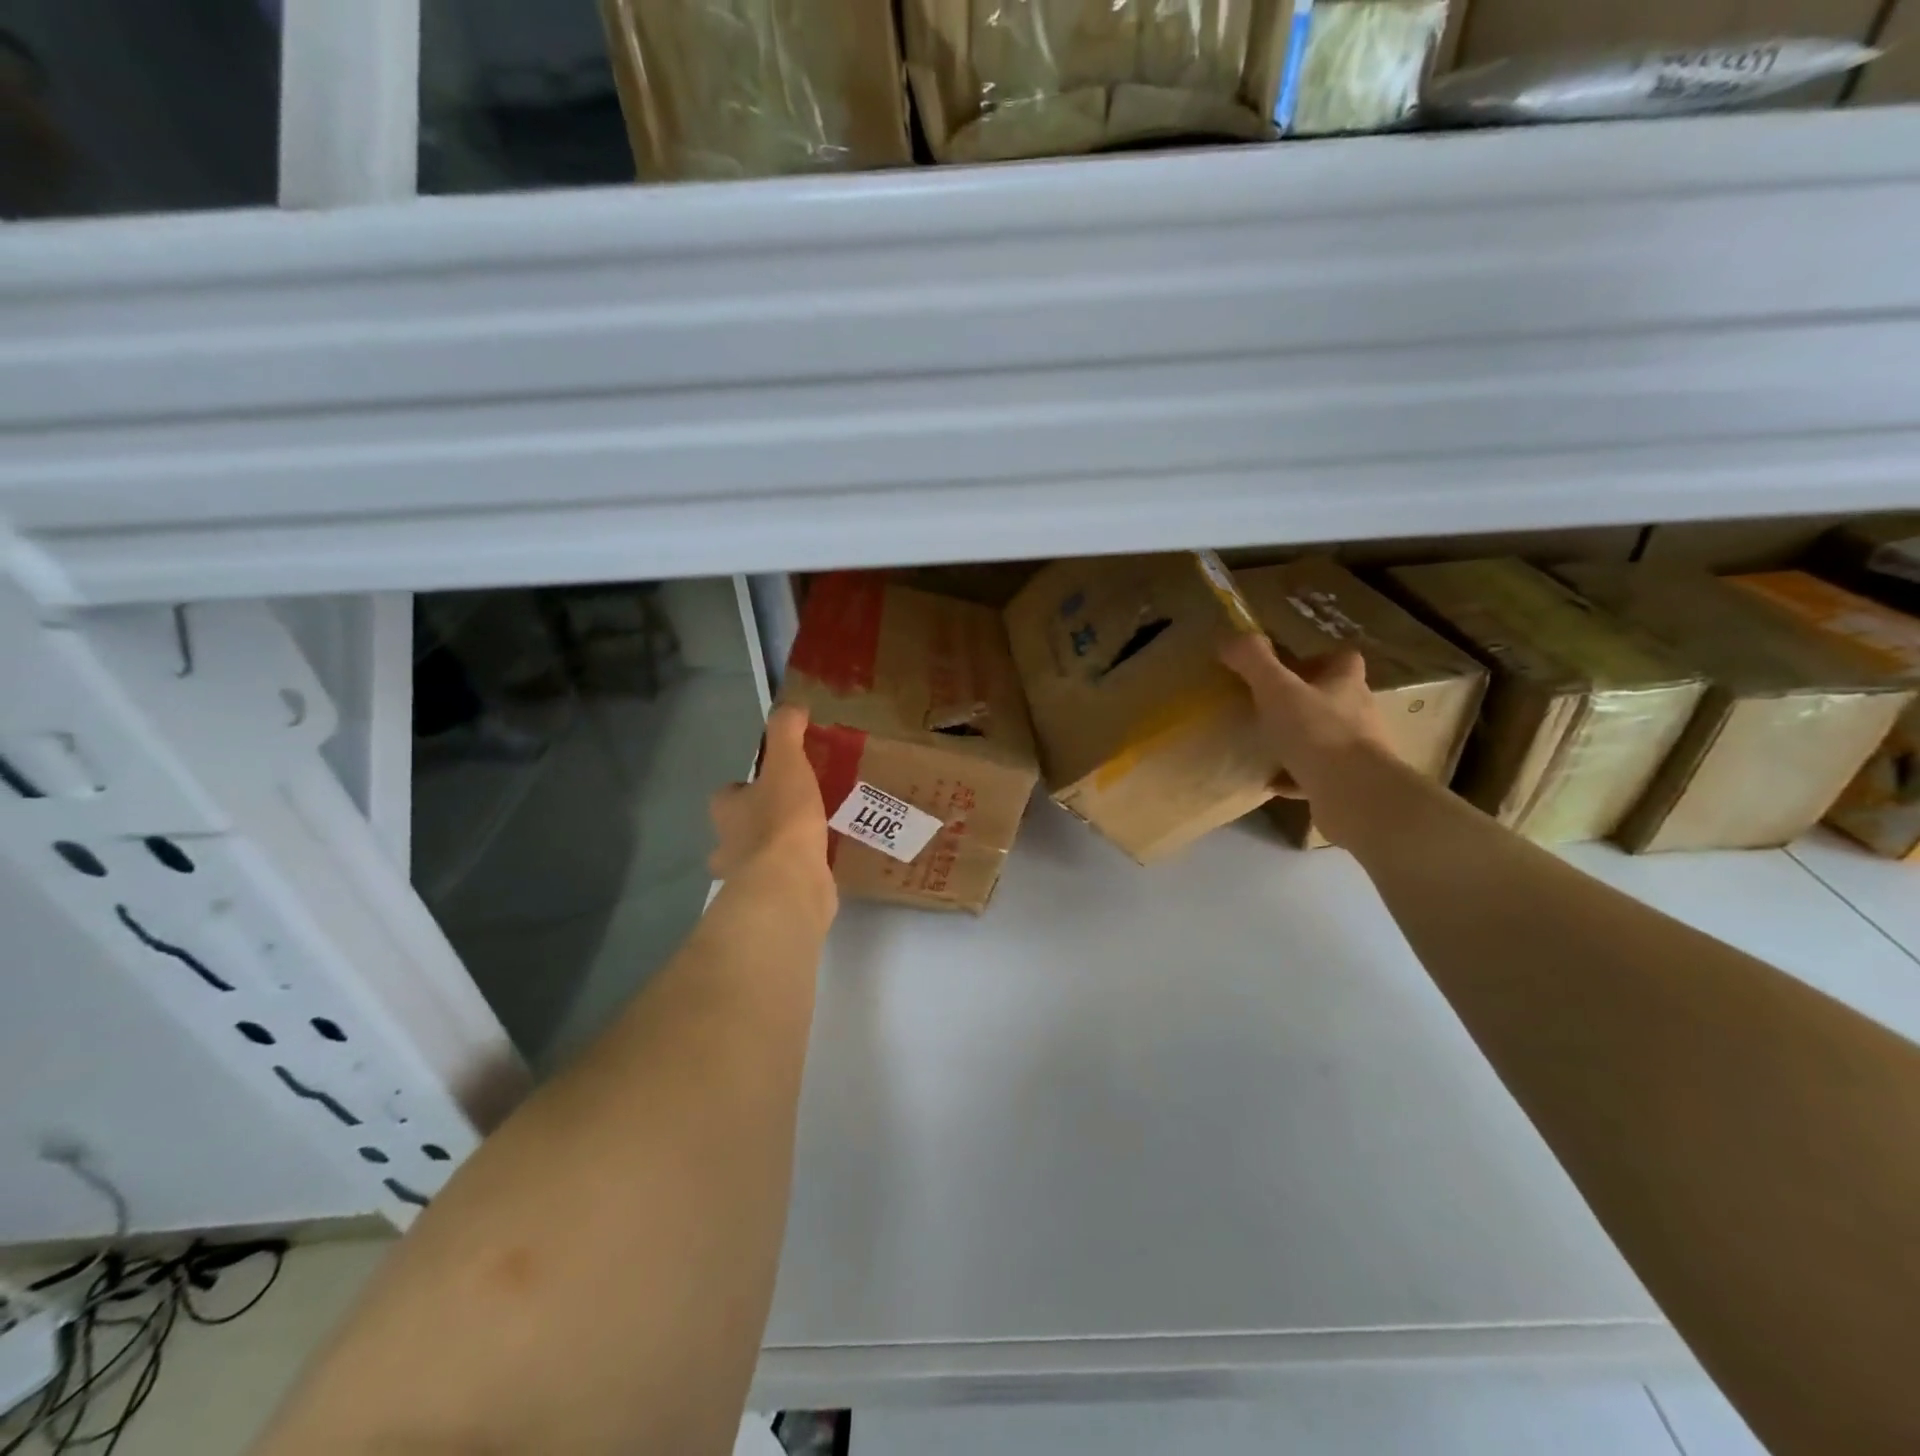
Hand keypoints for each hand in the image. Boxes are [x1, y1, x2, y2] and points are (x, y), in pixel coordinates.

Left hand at [709, 704, 836, 923]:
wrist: (790, 884)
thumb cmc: (782, 821)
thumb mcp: (787, 764)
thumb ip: (786, 733)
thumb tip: (791, 706)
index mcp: (726, 810)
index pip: (729, 794)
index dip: (748, 786)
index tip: (776, 781)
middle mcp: (728, 844)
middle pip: (739, 828)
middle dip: (760, 821)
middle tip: (798, 809)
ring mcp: (747, 877)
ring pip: (758, 857)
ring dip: (778, 849)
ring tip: (815, 835)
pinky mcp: (772, 898)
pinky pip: (783, 879)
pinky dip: (797, 871)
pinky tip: (822, 862)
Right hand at [1219, 634, 1394, 802]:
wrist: (1354, 796)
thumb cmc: (1318, 733)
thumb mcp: (1276, 690)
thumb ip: (1253, 661)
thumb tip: (1229, 638)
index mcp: (1346, 684)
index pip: (1343, 658)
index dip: (1318, 658)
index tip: (1288, 667)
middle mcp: (1358, 713)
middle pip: (1335, 697)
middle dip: (1306, 699)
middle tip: (1270, 704)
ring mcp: (1357, 751)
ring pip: (1327, 736)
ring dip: (1301, 738)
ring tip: (1267, 742)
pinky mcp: (1348, 784)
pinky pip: (1317, 775)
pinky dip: (1294, 776)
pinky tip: (1270, 781)